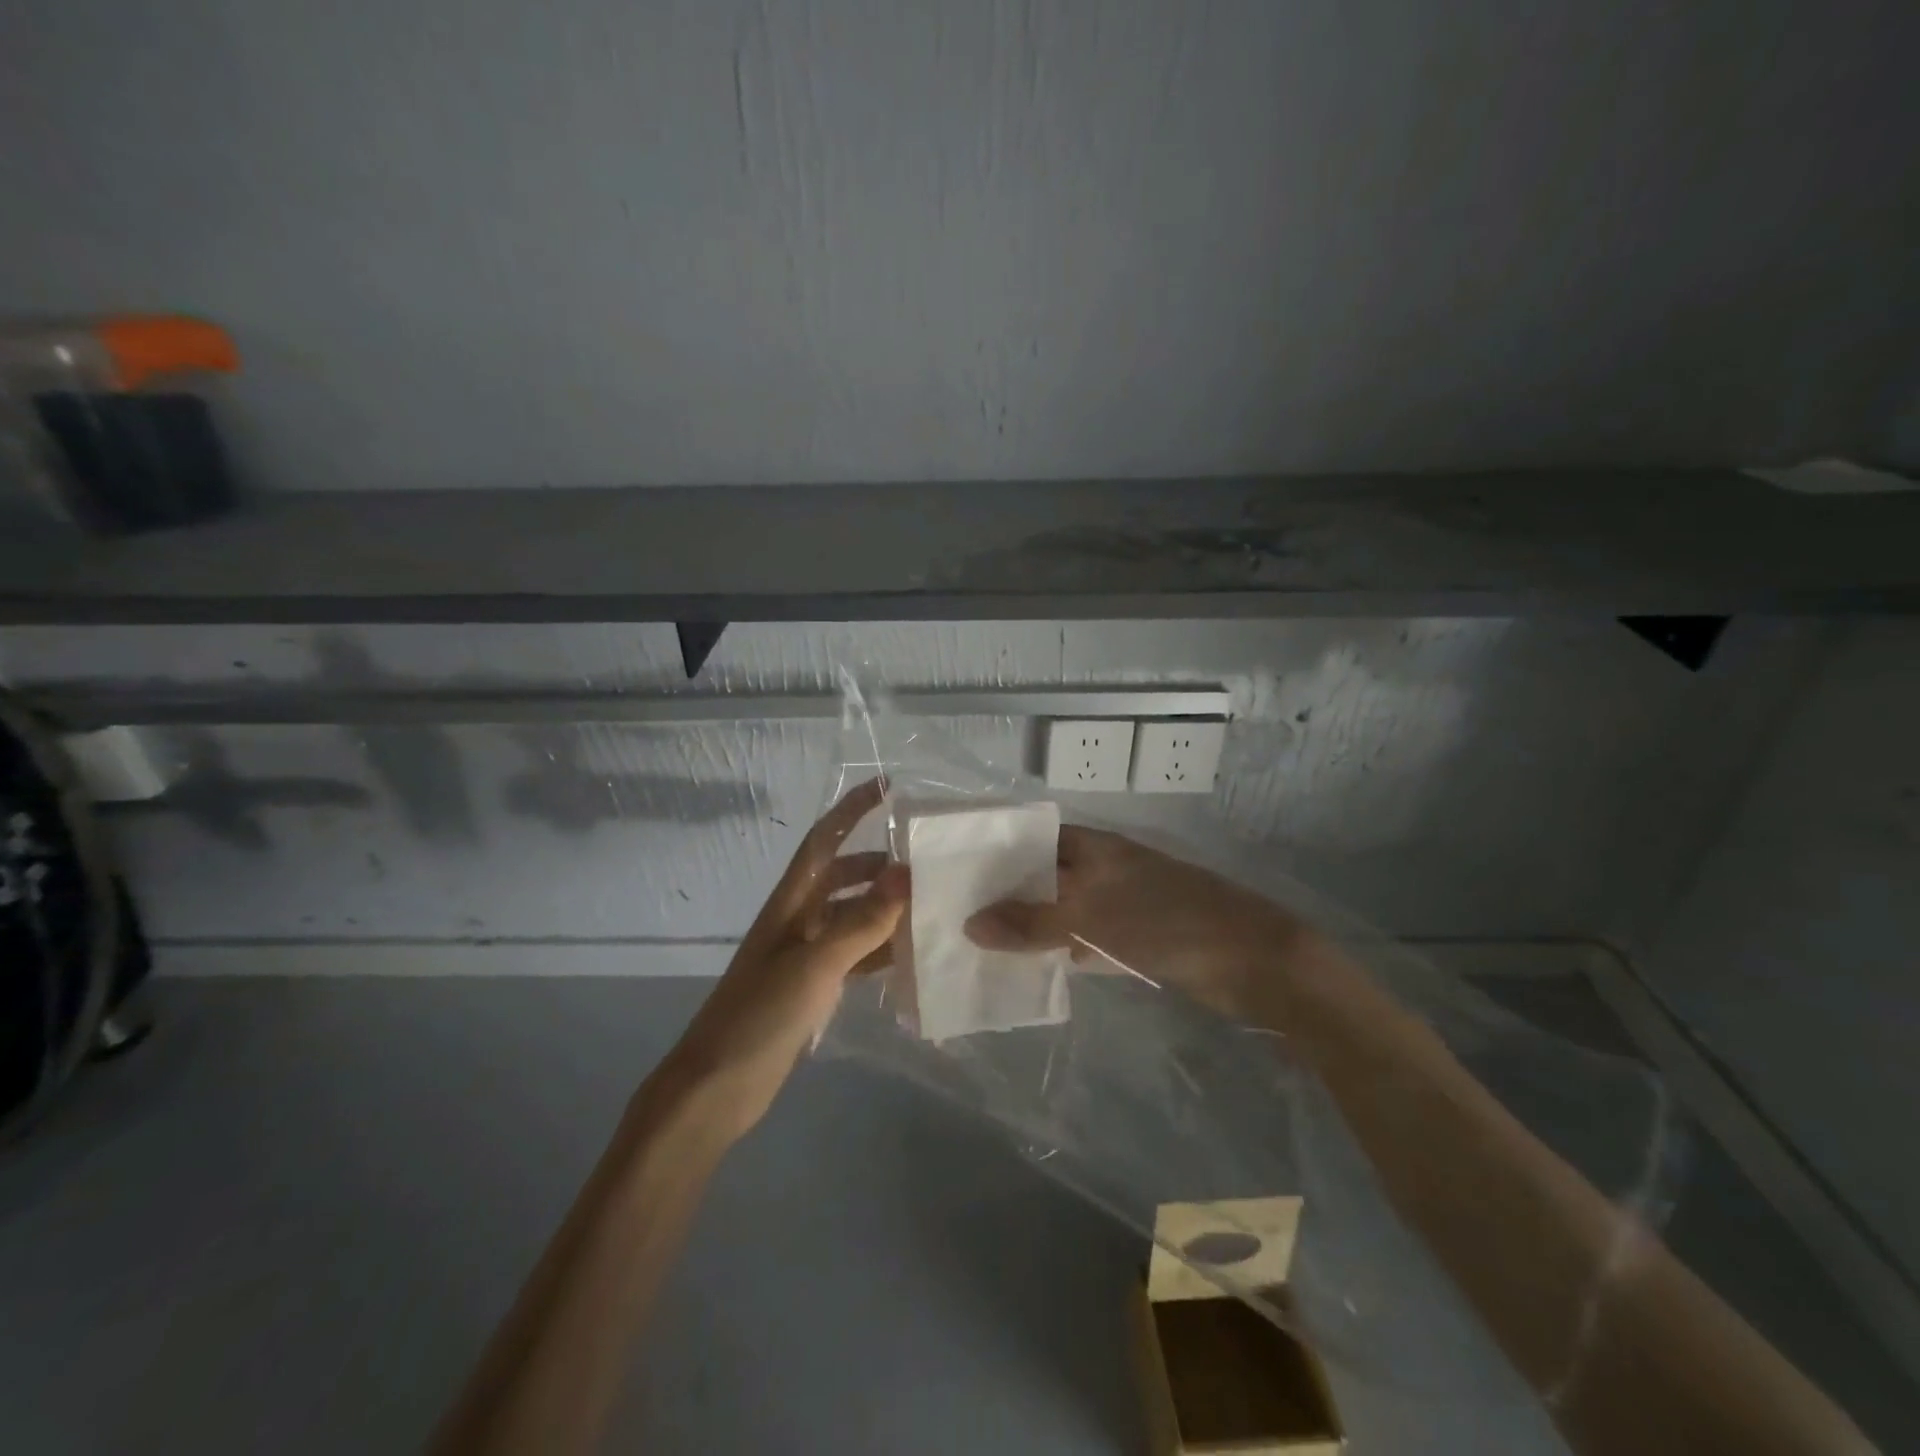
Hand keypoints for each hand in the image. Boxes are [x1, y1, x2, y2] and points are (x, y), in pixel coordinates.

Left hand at [657, 780, 903, 1139]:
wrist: (716, 1087)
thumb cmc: (760, 1014)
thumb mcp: (814, 964)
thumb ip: (862, 921)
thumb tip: (906, 873)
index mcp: (790, 903)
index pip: (824, 840)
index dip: (851, 809)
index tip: (886, 786)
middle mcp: (798, 920)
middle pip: (843, 877)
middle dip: (879, 865)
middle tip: (927, 864)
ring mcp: (805, 956)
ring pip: (853, 918)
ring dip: (885, 910)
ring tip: (930, 908)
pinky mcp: (813, 988)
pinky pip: (855, 957)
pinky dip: (880, 953)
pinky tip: (911, 959)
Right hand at [964, 825, 1306, 1019]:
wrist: (1251, 960)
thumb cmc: (1165, 923)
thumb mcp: (1089, 918)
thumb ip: (1029, 922)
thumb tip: (969, 923)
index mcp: (1094, 847)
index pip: (1033, 839)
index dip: (997, 852)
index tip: (957, 872)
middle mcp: (1103, 868)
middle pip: (1045, 876)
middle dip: (1007, 894)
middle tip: (958, 915)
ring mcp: (1121, 902)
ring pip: (1063, 909)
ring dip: (1031, 925)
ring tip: (981, 944)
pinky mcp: (1135, 936)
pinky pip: (1085, 937)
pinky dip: (1060, 949)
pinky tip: (1033, 968)